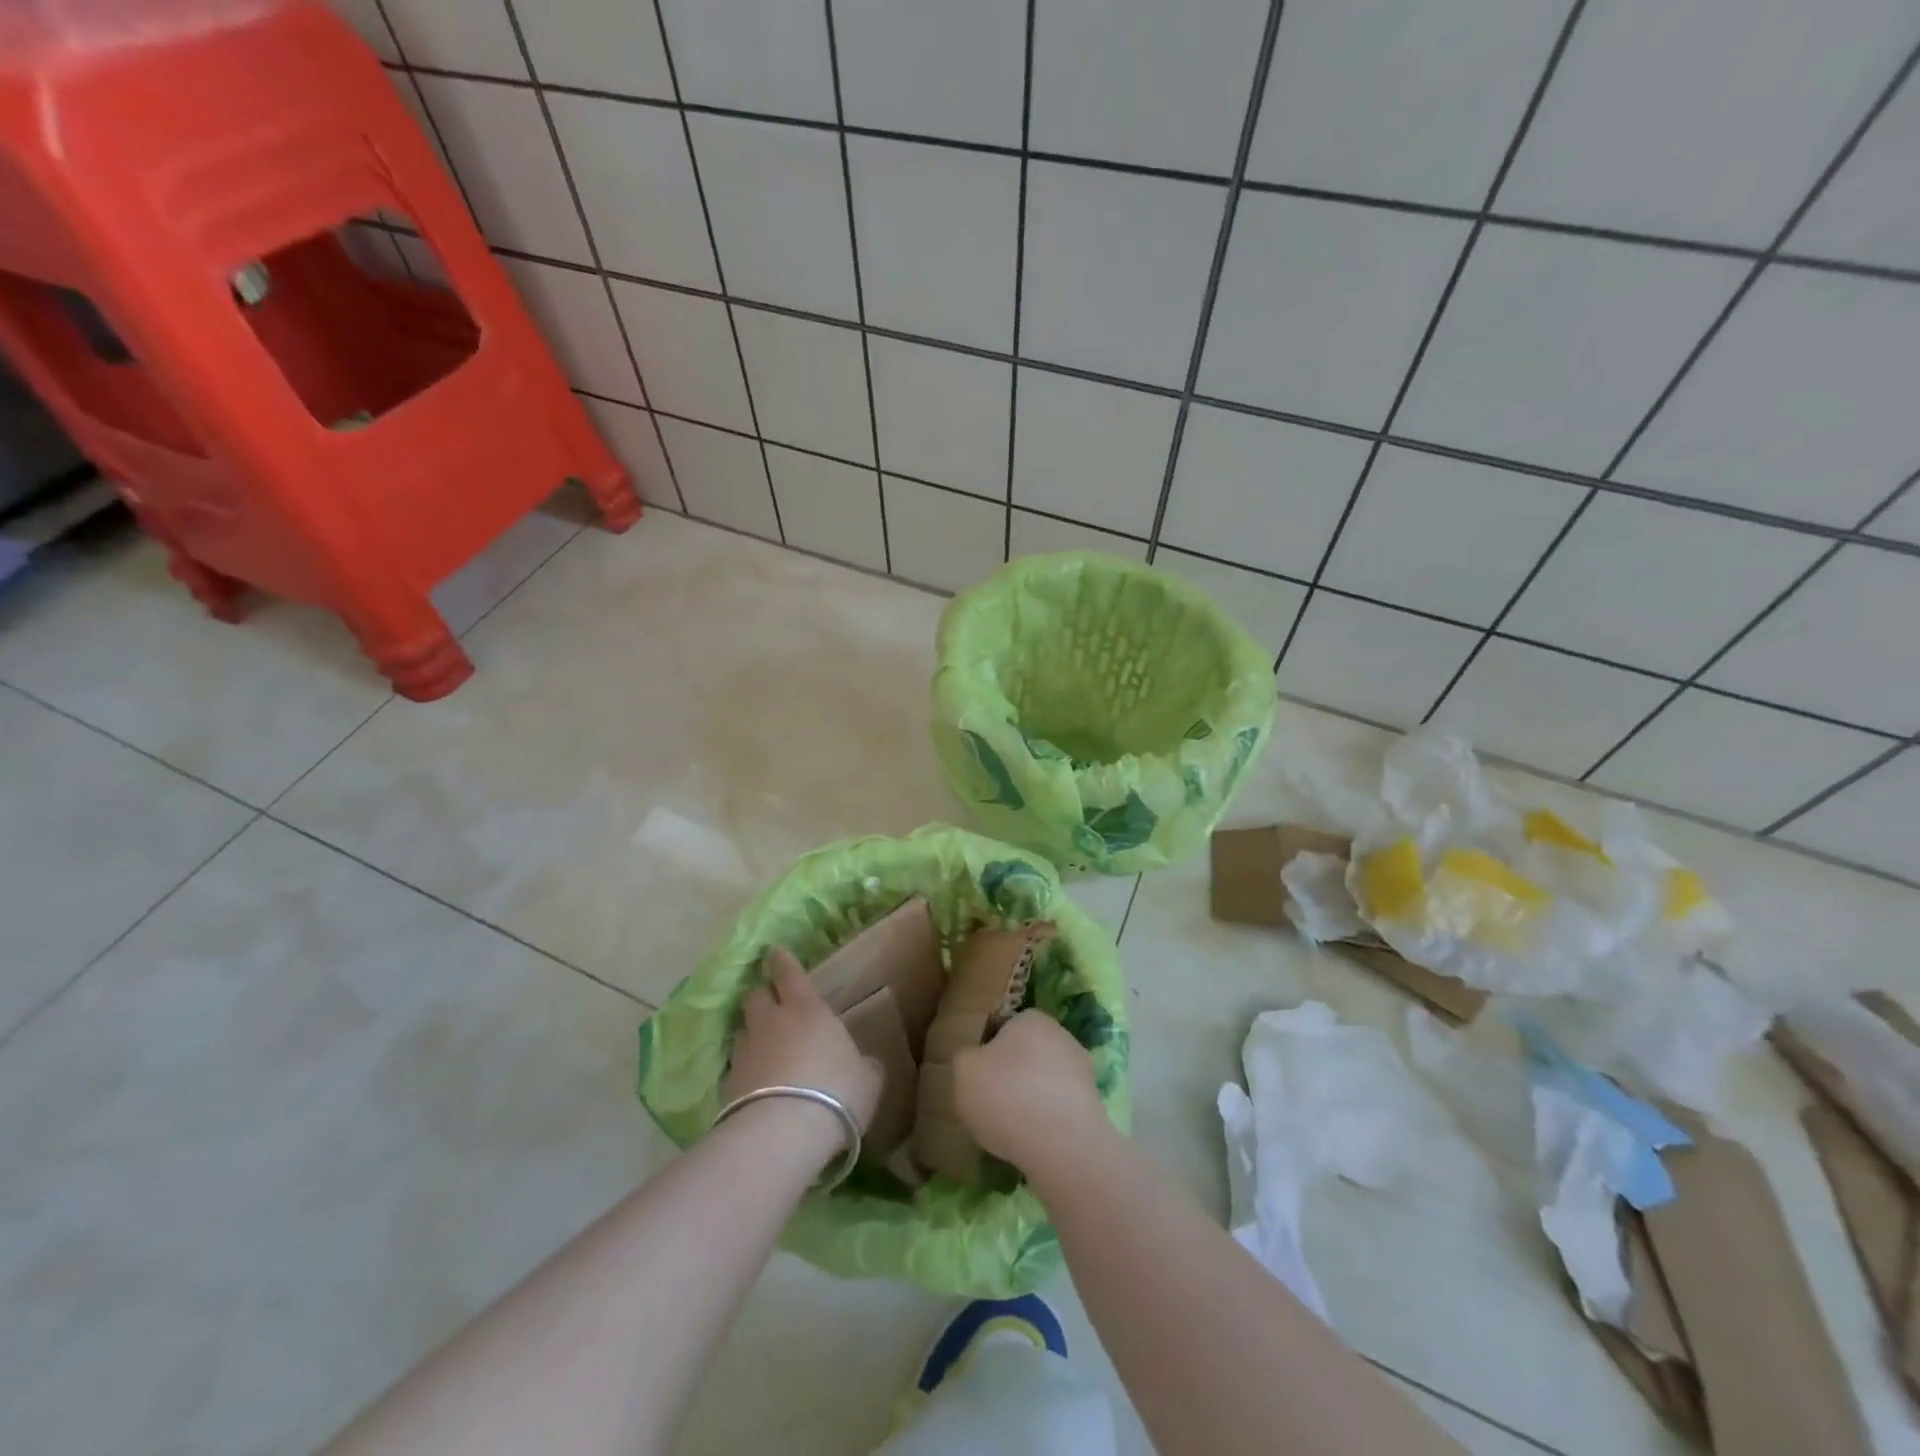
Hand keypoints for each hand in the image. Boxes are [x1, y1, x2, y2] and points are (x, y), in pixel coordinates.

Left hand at [724, 948, 881, 1155]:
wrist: (783, 1133)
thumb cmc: (836, 1092)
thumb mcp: (867, 1079)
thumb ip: (864, 1065)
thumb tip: (865, 1064)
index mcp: (806, 1009)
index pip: (788, 973)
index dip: (781, 961)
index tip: (773, 951)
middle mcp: (771, 1022)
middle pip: (755, 996)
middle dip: (761, 995)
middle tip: (769, 1001)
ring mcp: (745, 1052)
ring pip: (742, 1030)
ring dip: (751, 1033)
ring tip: (762, 1045)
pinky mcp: (727, 1085)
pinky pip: (736, 1066)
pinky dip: (745, 1069)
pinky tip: (754, 1083)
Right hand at [953, 1010, 1110, 1175]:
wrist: (1064, 1146)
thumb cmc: (1007, 1096)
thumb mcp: (963, 1070)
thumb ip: (965, 1058)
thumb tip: (975, 1060)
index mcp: (1030, 1018)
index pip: (1002, 1028)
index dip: (986, 1053)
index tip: (976, 1078)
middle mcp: (1060, 1035)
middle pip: (1025, 1055)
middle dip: (1009, 1075)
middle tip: (990, 1104)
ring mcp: (1081, 1071)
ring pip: (1043, 1082)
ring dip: (1028, 1100)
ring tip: (1009, 1130)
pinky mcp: (1093, 1105)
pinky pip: (1057, 1109)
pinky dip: (1045, 1122)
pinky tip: (1032, 1142)